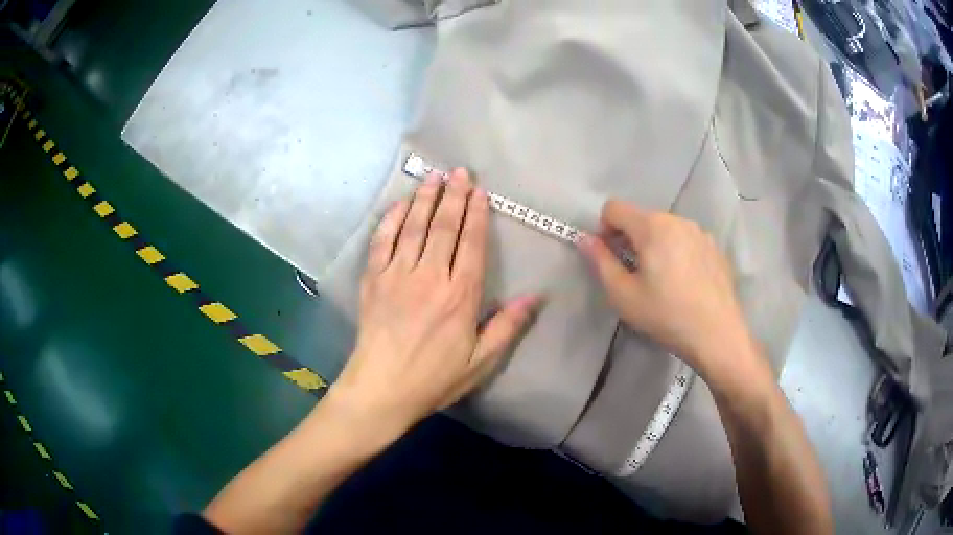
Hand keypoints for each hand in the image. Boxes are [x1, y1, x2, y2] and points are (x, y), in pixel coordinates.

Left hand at [329, 169, 538, 438]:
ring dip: (425, 199)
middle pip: (444, 228)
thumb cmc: (433, 378)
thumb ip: (507, 327)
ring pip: (414, 227)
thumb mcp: (480, 362)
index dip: (476, 215)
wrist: (381, 389)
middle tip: (459, 172)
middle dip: (453, 196)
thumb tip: (536, 296)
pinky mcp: (373, 280)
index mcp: (460, 296)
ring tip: (434, 177)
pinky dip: (392, 219)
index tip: (479, 192)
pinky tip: (400, 204)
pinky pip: (382, 241)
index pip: (472, 245)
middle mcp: (430, 277)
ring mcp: (397, 275)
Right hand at [577, 200, 756, 377]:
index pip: (614, 207)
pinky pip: (686, 239)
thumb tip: (585, 240)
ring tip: (663, 280)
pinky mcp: (714, 247)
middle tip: (635, 275)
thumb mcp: (623, 295)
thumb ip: (600, 262)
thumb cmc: (666, 316)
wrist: (717, 335)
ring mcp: (700, 232)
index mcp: (652, 226)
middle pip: (641, 217)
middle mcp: (677, 220)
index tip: (612, 258)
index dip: (604, 229)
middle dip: (631, 238)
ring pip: (665, 228)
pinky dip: (677, 252)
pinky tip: (685, 283)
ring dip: (655, 245)